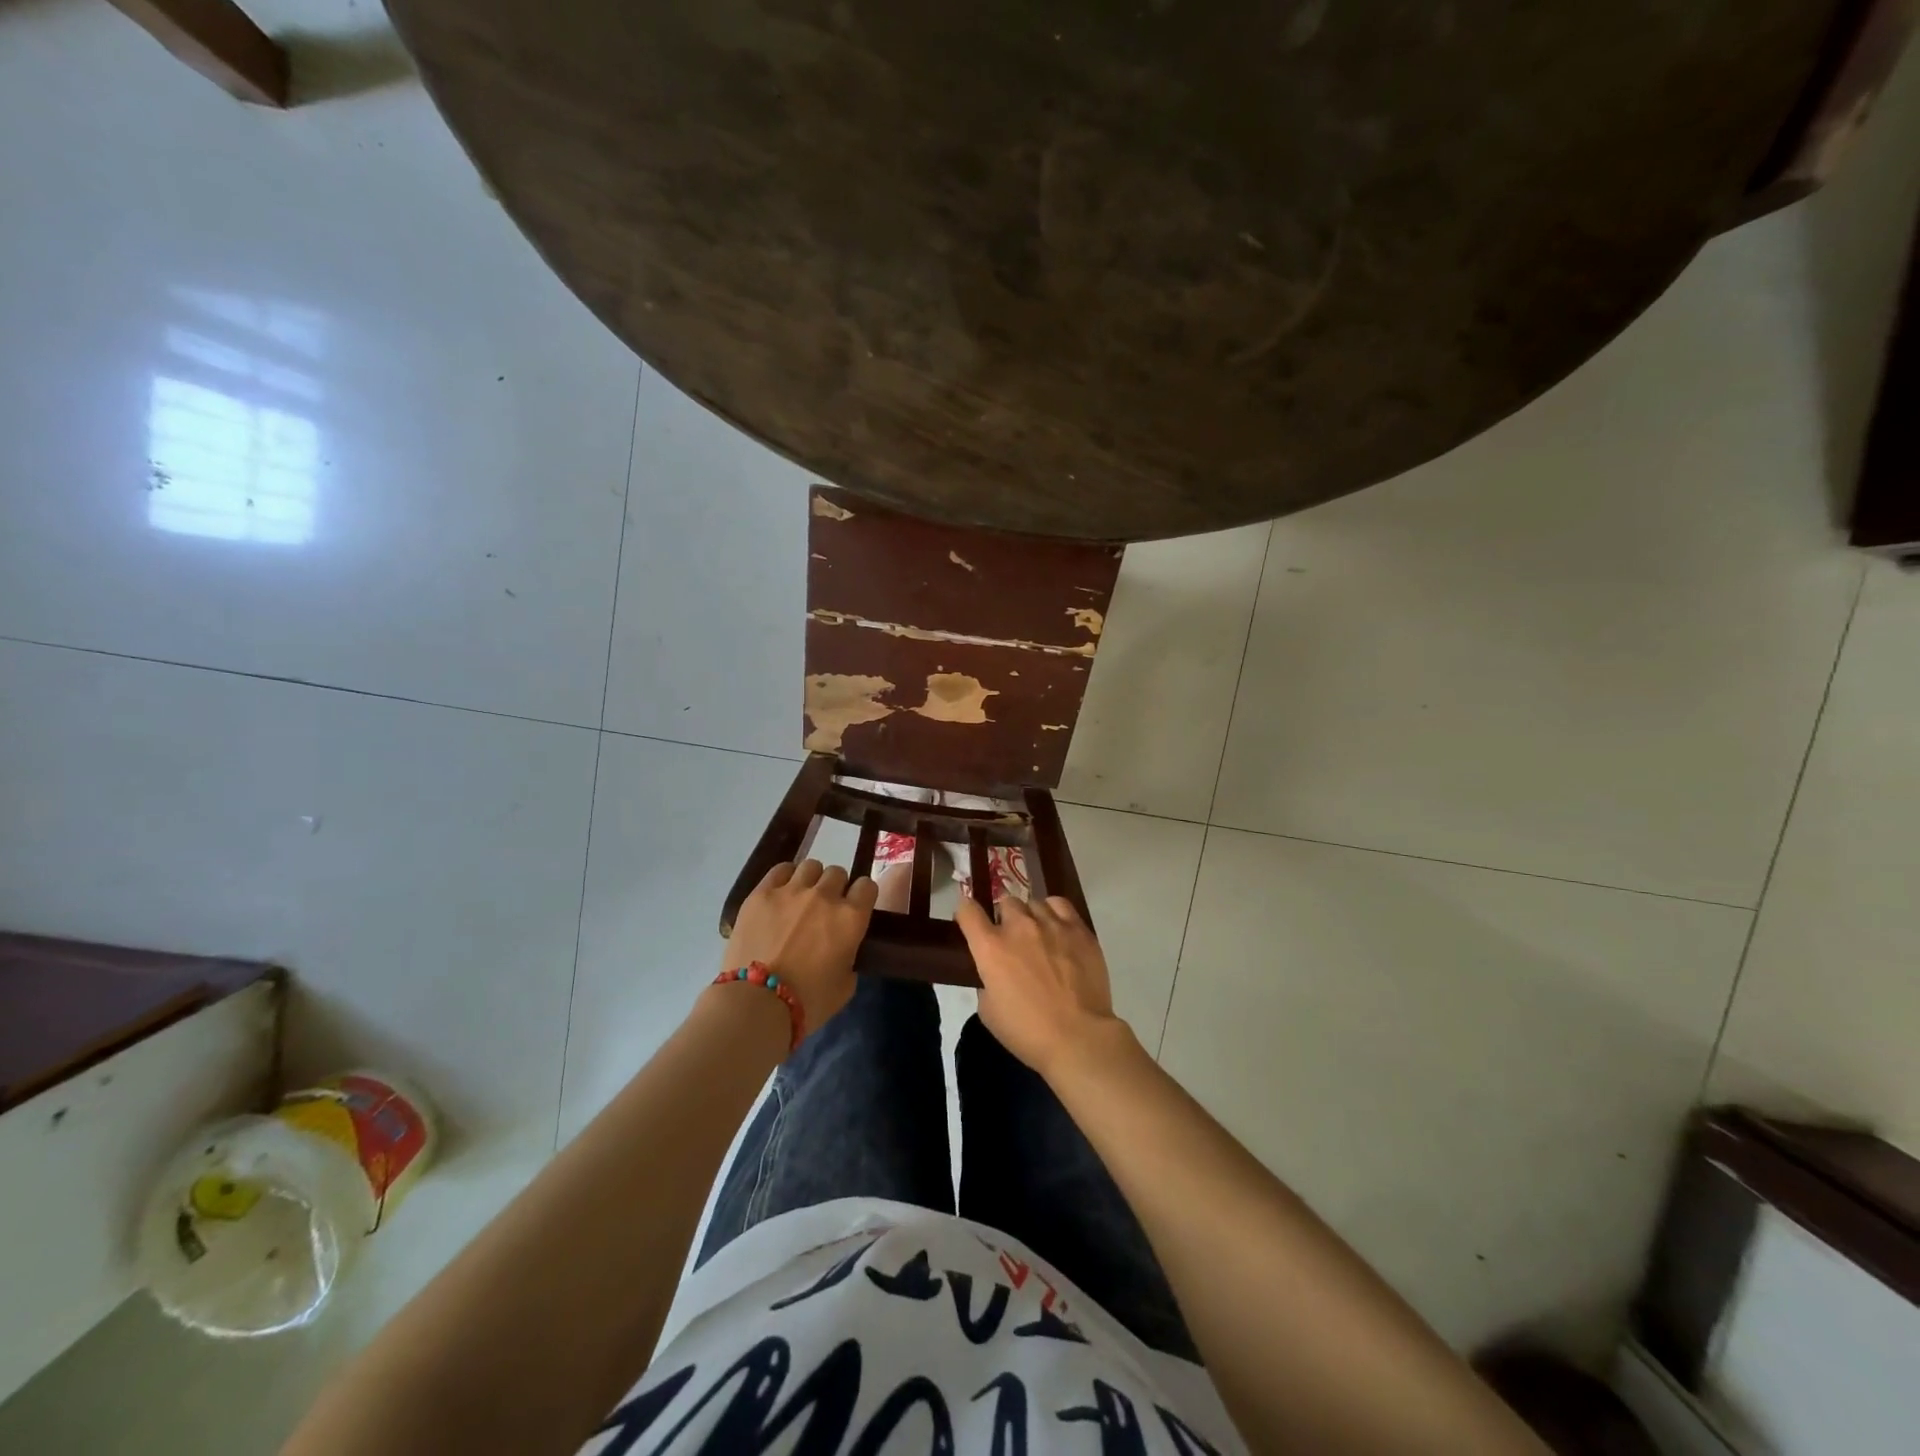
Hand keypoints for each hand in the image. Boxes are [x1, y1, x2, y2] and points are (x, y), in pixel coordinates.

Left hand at [722, 860, 877, 1034]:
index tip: (855, 907)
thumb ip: (850, 956)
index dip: (862, 896)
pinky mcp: (762, 893)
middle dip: (835, 888)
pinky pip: (780, 869)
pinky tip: (781, 892)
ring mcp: (791, 890)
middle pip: (838, 873)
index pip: (867, 886)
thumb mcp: (846, 984)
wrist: (757, 1003)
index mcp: (851, 918)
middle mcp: (825, 896)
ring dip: (811, 880)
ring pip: (811, 866)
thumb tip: (842, 947)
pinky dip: (785, 877)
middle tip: (824, 908)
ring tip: (801, 898)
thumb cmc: (809, 1001)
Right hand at [954, 894, 1127, 1080]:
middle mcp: (1018, 926)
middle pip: (1005, 902)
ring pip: (1033, 903)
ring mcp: (1051, 924)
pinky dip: (1054, 912)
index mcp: (990, 947)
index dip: (966, 913)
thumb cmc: (1027, 1031)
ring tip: (1038, 936)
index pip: (968, 910)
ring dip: (1030, 917)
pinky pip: (1060, 905)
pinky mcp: (1078, 929)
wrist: (1078, 1037)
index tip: (969, 921)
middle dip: (1004, 918)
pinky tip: (1057, 928)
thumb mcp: (989, 1011)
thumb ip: (986, 981)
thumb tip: (995, 972)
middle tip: (1011, 940)